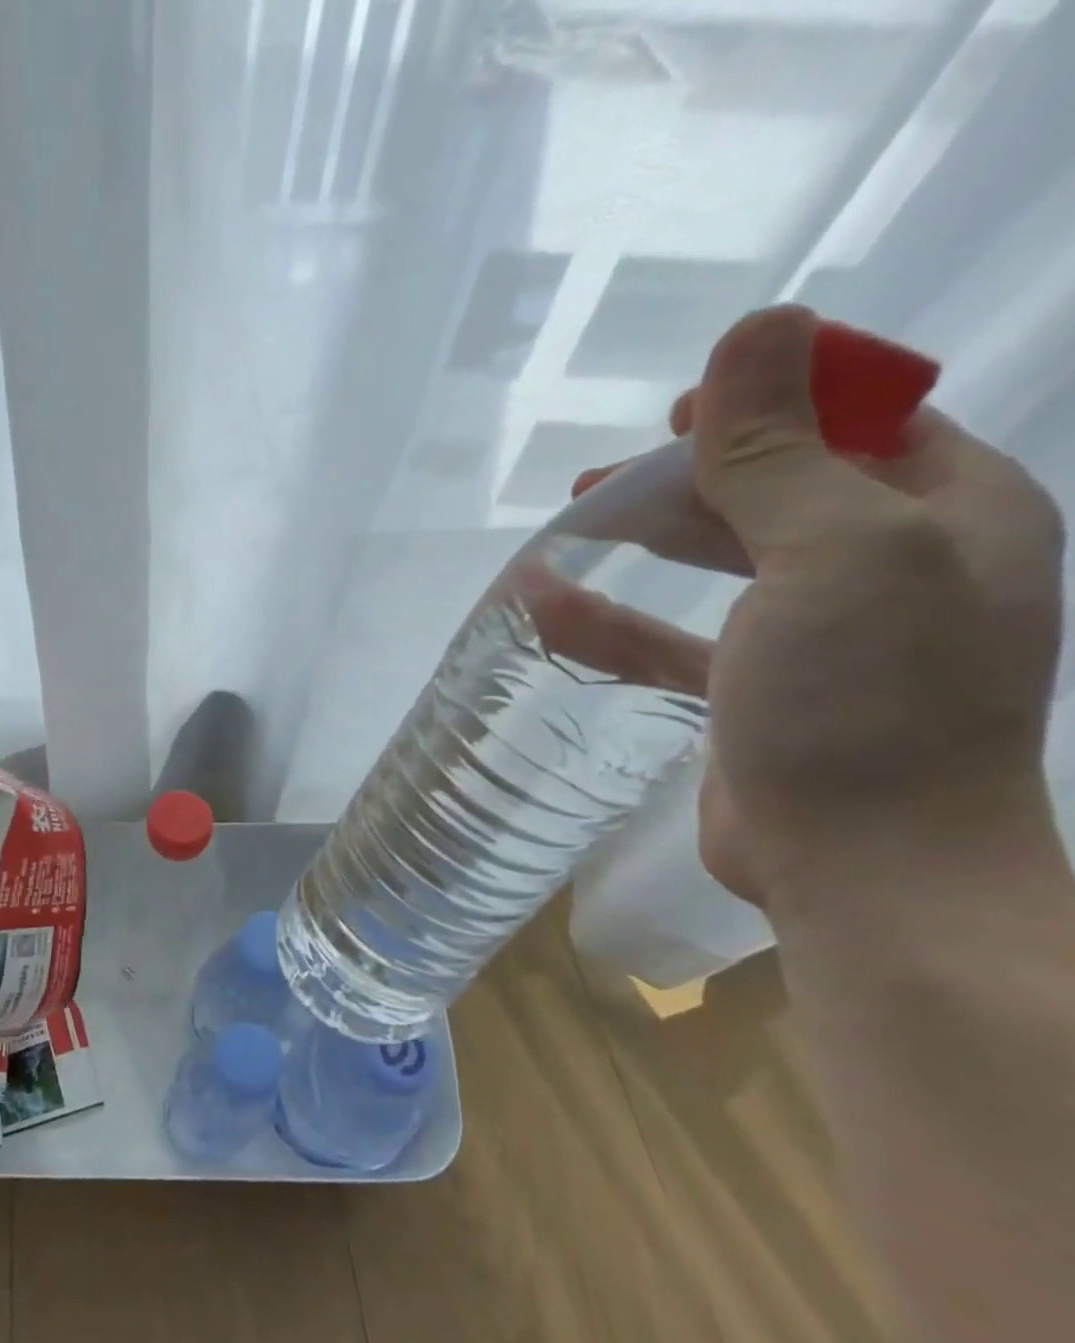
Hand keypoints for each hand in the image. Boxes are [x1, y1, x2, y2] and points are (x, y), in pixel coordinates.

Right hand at [551, 307, 1062, 906]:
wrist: (863, 866)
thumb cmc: (866, 698)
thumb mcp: (833, 551)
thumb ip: (780, 450)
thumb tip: (760, 326)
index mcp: (947, 515)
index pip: (864, 421)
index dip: (775, 401)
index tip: (680, 412)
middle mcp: (890, 567)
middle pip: (775, 491)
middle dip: (687, 477)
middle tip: (597, 480)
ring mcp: (815, 636)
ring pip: (717, 564)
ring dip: (640, 543)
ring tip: (565, 527)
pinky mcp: (750, 693)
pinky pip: (672, 638)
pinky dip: (611, 620)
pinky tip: (546, 606)